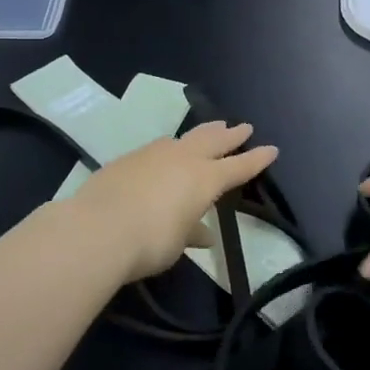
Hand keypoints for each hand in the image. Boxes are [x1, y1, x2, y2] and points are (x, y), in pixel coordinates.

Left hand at [72, 122, 279, 281]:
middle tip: (243, 127)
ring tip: (209, 129)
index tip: (272, 149)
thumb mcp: (176, 243)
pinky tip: (165, 152)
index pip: (238, 167)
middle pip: (214, 140)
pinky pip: (158, 147)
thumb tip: (202, 233)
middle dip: (231, 134)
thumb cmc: (149, 242)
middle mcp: (183, 159)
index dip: (256, 159)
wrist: (97, 229)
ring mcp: (153, 154)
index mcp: (204, 180)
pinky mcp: (128, 158)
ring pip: (185, 138)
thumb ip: (190, 231)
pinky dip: (169, 147)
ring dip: (201, 133)